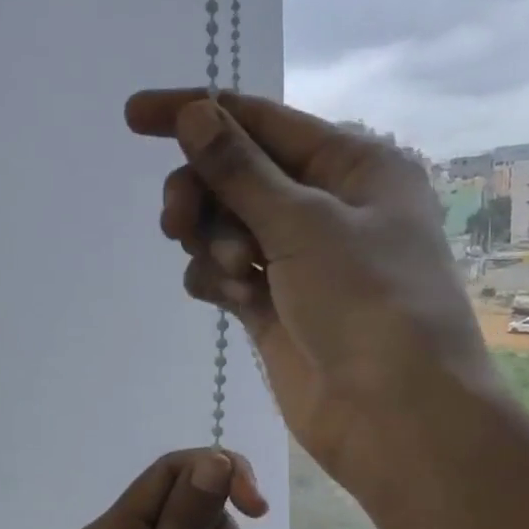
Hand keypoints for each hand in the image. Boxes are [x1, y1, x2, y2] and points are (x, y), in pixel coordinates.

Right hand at [127, 89, 498, 495]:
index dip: (195, 113)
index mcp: (352, 165)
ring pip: (224, 225)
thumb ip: (240, 170)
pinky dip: (217, 280)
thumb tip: (194, 112)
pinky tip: (232, 297)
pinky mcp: (275, 305)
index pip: (260, 121)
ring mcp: (298, 259)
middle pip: (236, 174)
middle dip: (202, 192)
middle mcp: (326, 205)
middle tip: (177, 222)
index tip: (133, 117)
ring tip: (233, 273)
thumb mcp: (303, 224)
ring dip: (213, 241)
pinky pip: (225, 274)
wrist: (395, 416)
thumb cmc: (368, 303)